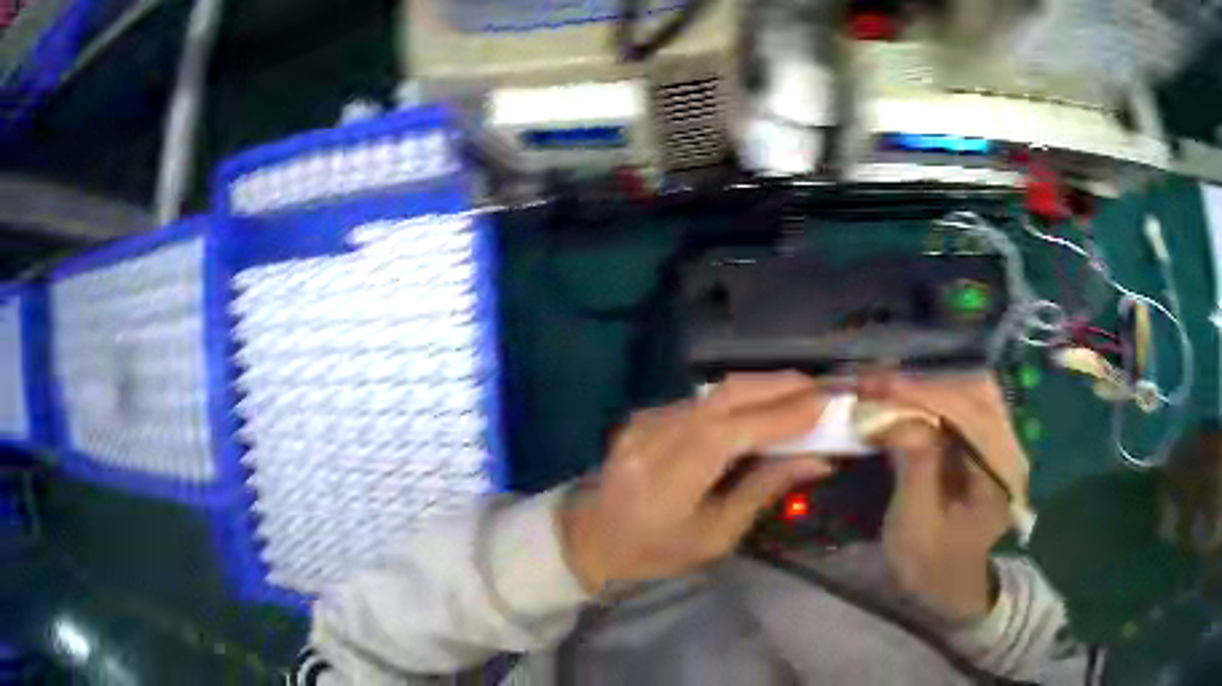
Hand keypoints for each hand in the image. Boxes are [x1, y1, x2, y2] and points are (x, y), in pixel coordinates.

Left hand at [559, 373, 837, 592]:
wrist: (591, 538)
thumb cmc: (655, 552)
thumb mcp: (715, 537)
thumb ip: (763, 491)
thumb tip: (817, 460)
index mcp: (666, 482)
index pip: (729, 434)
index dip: (779, 415)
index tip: (824, 404)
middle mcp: (653, 439)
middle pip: (723, 397)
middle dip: (779, 386)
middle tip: (823, 387)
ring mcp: (645, 421)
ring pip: (714, 392)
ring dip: (763, 388)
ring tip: (803, 392)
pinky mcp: (645, 415)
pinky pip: (701, 400)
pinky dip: (739, 398)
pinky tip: (763, 405)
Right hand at [860, 373, 1028, 622]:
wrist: (952, 585)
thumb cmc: (931, 563)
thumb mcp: (916, 525)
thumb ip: (915, 467)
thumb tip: (898, 415)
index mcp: (999, 474)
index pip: (969, 415)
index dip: (925, 395)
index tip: (879, 387)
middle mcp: (1010, 448)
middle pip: (976, 391)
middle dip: (926, 383)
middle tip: (879, 384)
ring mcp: (1004, 442)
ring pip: (972, 391)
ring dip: (931, 386)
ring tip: (889, 388)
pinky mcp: (991, 442)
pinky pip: (968, 404)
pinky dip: (937, 396)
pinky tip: (909, 399)